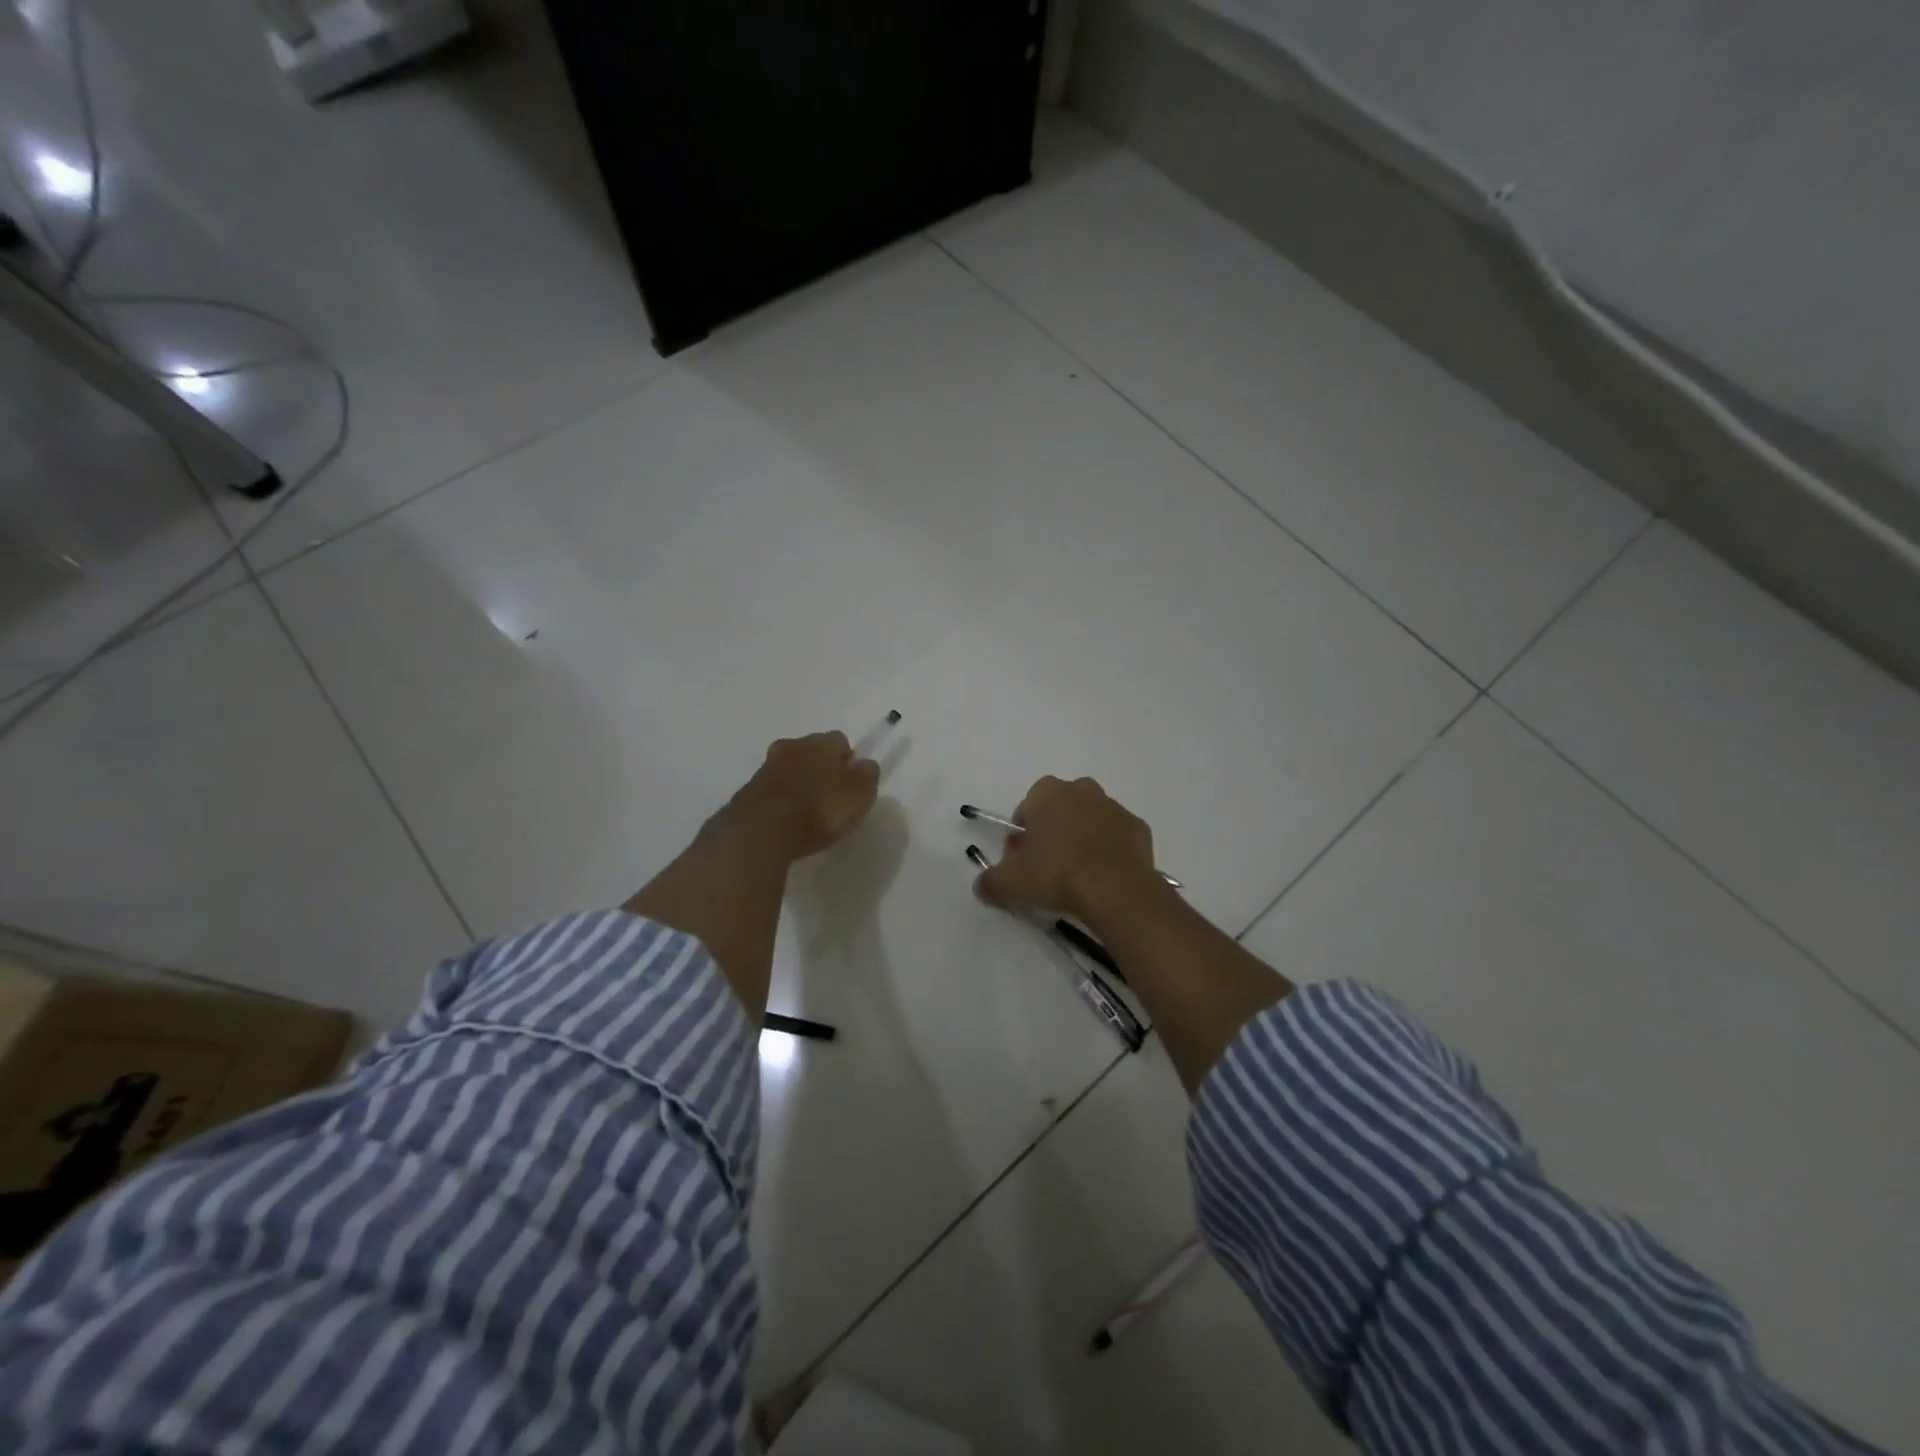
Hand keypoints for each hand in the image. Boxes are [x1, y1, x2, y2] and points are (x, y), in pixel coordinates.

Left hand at [723, 731, 880, 862]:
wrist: (762, 829)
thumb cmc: (820, 808)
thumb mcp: (859, 794)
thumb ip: (867, 775)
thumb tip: (864, 764)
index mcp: (823, 742)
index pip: (841, 741)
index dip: (848, 762)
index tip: (850, 785)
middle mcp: (794, 745)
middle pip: (812, 751)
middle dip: (821, 768)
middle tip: (829, 796)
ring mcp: (767, 766)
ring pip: (791, 768)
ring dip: (799, 782)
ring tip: (807, 811)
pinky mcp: (749, 789)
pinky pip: (773, 789)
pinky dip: (781, 799)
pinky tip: (787, 819)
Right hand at [973, 776, 1159, 921]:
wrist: (1116, 890)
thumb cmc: (1056, 874)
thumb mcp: (1011, 882)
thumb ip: (990, 880)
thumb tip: (981, 885)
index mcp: (1048, 793)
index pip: (1027, 807)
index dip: (1022, 834)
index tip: (1022, 860)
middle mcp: (1082, 790)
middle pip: (1060, 808)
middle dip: (1052, 831)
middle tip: (1048, 866)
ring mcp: (1114, 807)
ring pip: (1090, 819)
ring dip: (1082, 838)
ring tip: (1078, 875)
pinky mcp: (1138, 828)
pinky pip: (1116, 836)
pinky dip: (1109, 851)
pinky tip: (1104, 876)